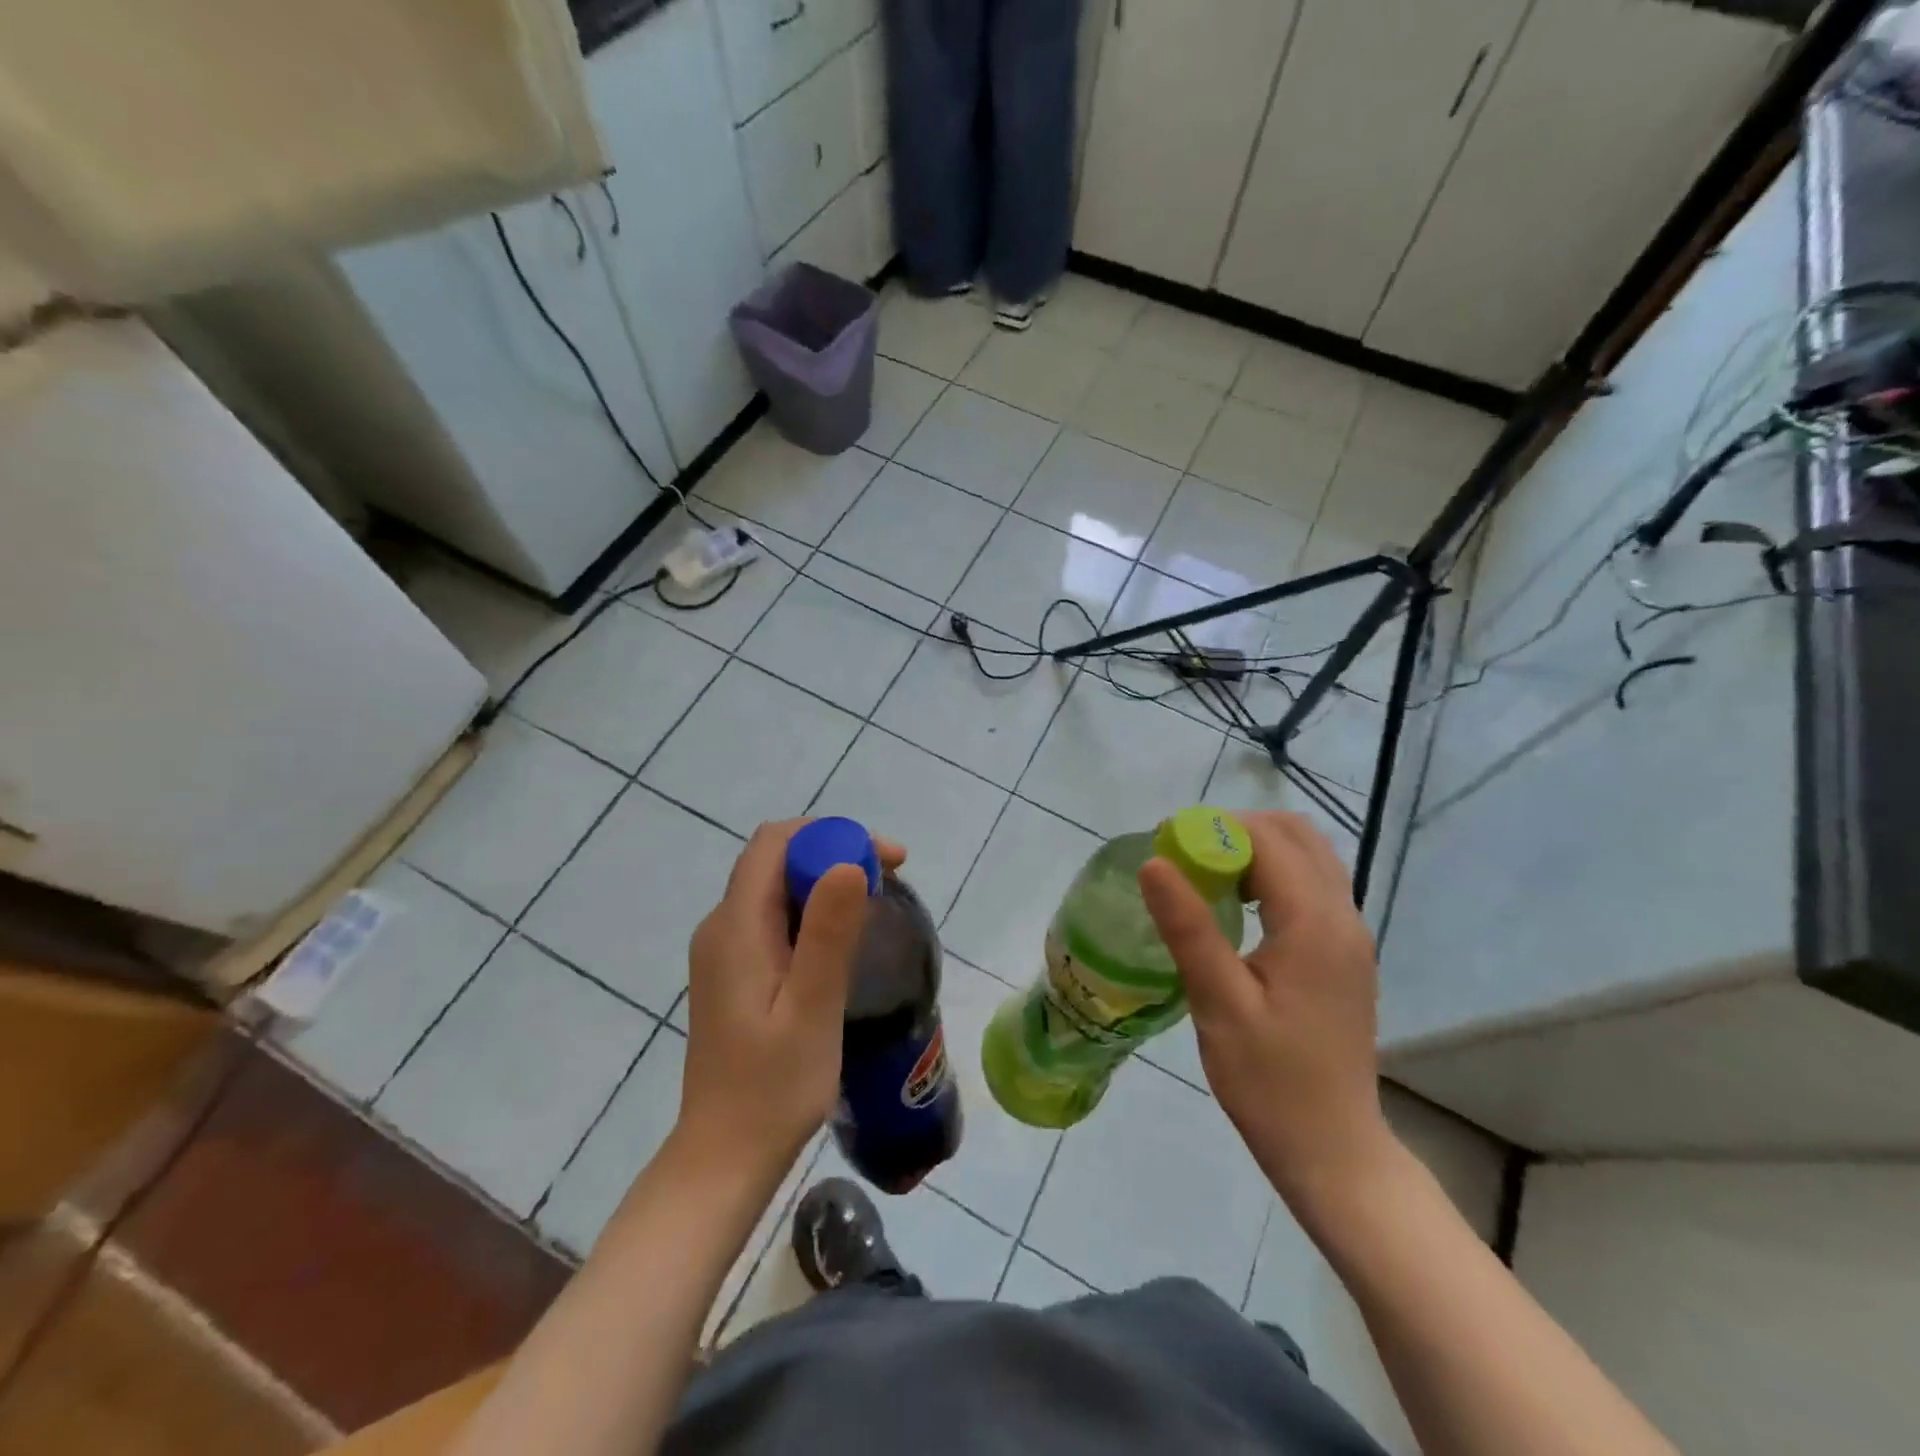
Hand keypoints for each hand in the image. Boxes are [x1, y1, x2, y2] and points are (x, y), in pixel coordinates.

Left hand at [675, 820, 905, 1183]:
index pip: (776, 844)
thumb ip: (827, 934)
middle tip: (890, 881)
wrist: (725, 1157)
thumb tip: (848, 861)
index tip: (885, 860)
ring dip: (826, 882)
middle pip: (777, 860)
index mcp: (736, 927)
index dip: (831, 835)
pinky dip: (812, 911)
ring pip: (777, 888)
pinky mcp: (734, 973)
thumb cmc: (772, 1089)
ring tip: (876, 906)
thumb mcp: (811, 1009)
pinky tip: (842, 940)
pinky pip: (774, 918)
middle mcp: (722, 927)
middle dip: (834, 854)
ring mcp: (725, 952)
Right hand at [1138, 811, 1389, 1210]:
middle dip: (1237, 831)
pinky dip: (1272, 875)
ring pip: (1308, 858)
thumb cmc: (1271, 1081)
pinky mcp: (1343, 955)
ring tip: (1205, 877)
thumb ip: (1189, 928)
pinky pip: (1311, 887)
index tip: (1165, 844)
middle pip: (1296, 835)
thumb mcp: (1219, 1004)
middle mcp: (1343, 917)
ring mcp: (1349, 936)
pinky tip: (1237, 908)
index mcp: (1315, 924)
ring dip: (1256, 851)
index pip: (1268, 841)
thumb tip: (1153, 863)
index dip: (1214, 829)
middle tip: (1186, 858)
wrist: (1333, 1149)